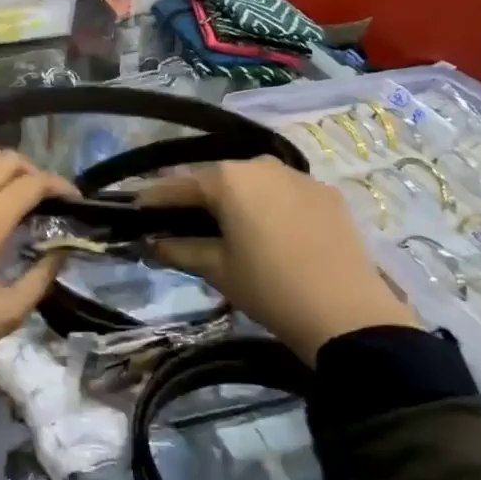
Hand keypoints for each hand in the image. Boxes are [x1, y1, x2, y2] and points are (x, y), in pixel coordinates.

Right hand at [138, 157, 421, 363]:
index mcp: (228, 178)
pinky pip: (281, 191)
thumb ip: (178, 249)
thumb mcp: (216, 269)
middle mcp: (260, 164)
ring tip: (214, 221)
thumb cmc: (269, 287)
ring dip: (229, 198)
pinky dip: (263, 204)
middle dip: (191, 196)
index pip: (177, 184)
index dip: (152, 198)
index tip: (132, 208)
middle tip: (171, 216)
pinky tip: (260, 227)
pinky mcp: (325, 193)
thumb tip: (150, 243)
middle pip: (214, 177)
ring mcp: (297, 176)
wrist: (348, 314)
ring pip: (249, 182)